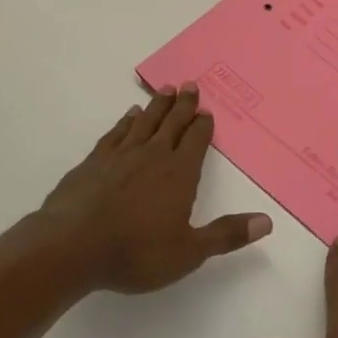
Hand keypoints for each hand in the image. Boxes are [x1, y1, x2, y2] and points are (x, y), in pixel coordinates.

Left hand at [41, 84, 271, 293]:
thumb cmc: (135, 253)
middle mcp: (153, 155)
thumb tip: (267, 221)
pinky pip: (116, 133)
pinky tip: (129, 116)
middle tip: (190, 84)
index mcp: (179, 173)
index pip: (196, 140)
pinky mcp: (93, 162)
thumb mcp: (188, 252)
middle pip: (172, 123)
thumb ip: (226, 235)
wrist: (70, 248)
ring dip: (158, 105)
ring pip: (145, 121)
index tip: (207, 111)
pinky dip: (126, 121)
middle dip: (184, 104)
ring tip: (166, 90)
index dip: (203, 125)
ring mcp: (121, 155)